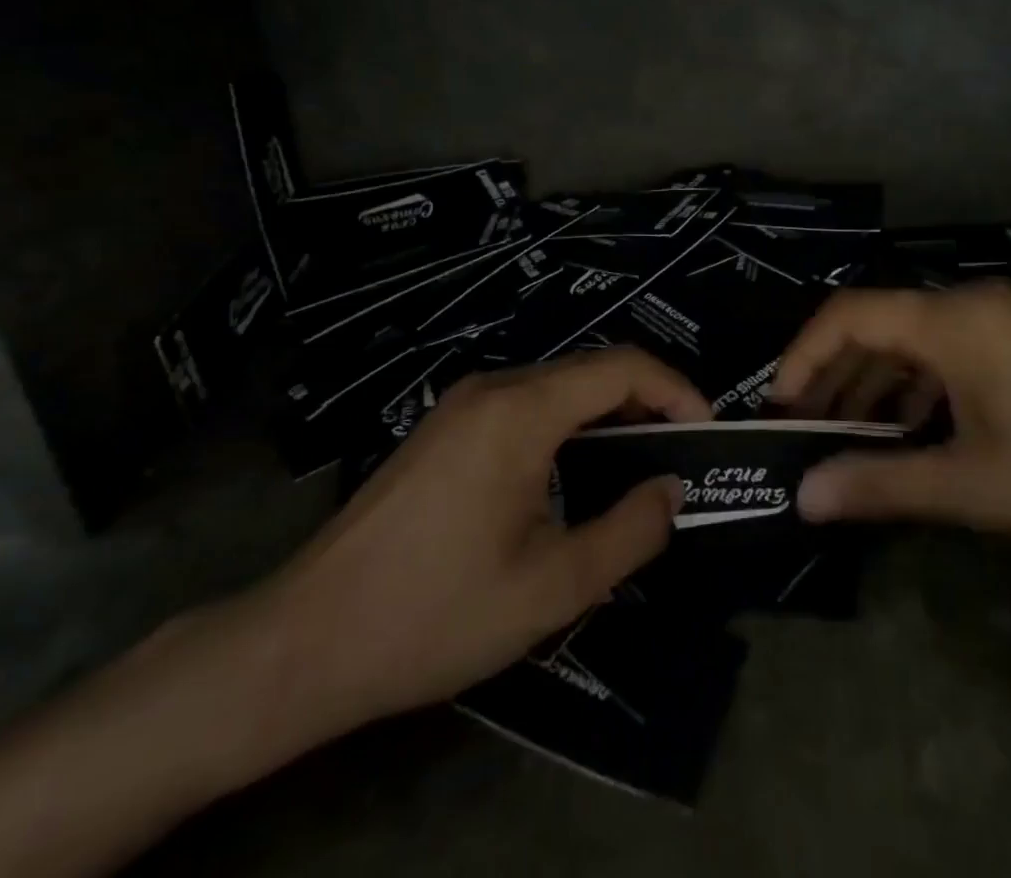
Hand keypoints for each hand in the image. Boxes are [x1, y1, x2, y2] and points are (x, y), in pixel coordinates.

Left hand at [250, 349, 708, 747]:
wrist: (303, 642)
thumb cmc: (436, 613)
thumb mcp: (552, 587)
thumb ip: (630, 531)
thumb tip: (673, 490)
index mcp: (523, 410)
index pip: (624, 368)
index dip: (677, 391)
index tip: (707, 433)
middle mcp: (494, 388)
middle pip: (593, 370)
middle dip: (648, 403)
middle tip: (682, 454)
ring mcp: (464, 403)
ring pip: (560, 386)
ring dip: (609, 416)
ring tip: (640, 465)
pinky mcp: (446, 427)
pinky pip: (528, 405)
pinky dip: (570, 425)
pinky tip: (577, 473)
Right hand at [770, 282, 1010, 548]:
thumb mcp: (975, 484)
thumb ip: (884, 484)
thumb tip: (805, 496)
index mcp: (951, 321)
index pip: (848, 314)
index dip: (803, 355)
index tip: (779, 406)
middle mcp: (970, 303)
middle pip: (879, 323)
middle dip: (836, 375)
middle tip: (807, 431)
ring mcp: (1004, 319)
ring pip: (916, 339)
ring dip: (878, 383)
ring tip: (851, 437)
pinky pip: (951, 351)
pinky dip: (920, 386)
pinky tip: (915, 432)